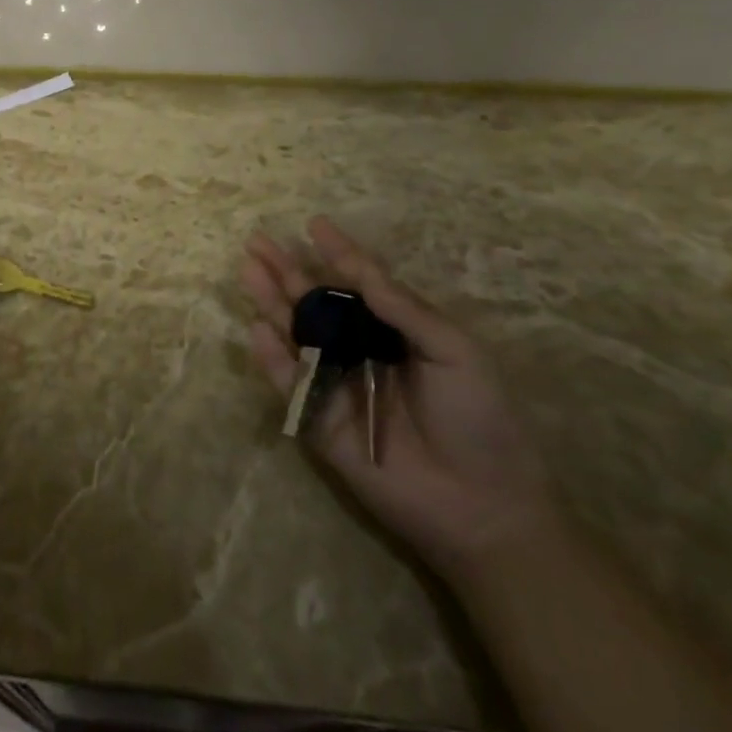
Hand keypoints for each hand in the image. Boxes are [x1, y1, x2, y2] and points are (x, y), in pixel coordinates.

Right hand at [241, 216, 552, 575]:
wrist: (483, 507)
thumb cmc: (479, 419)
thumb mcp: (455, 351)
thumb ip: (405, 310)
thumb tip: (361, 269)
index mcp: (397, 332)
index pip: (361, 284)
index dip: (339, 254)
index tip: (315, 224)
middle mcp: (361, 352)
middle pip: (316, 303)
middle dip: (287, 271)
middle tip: (257, 241)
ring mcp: (337, 386)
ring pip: (296, 335)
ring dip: (271, 303)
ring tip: (249, 269)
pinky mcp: (320, 422)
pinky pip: (291, 385)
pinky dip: (272, 358)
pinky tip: (257, 328)